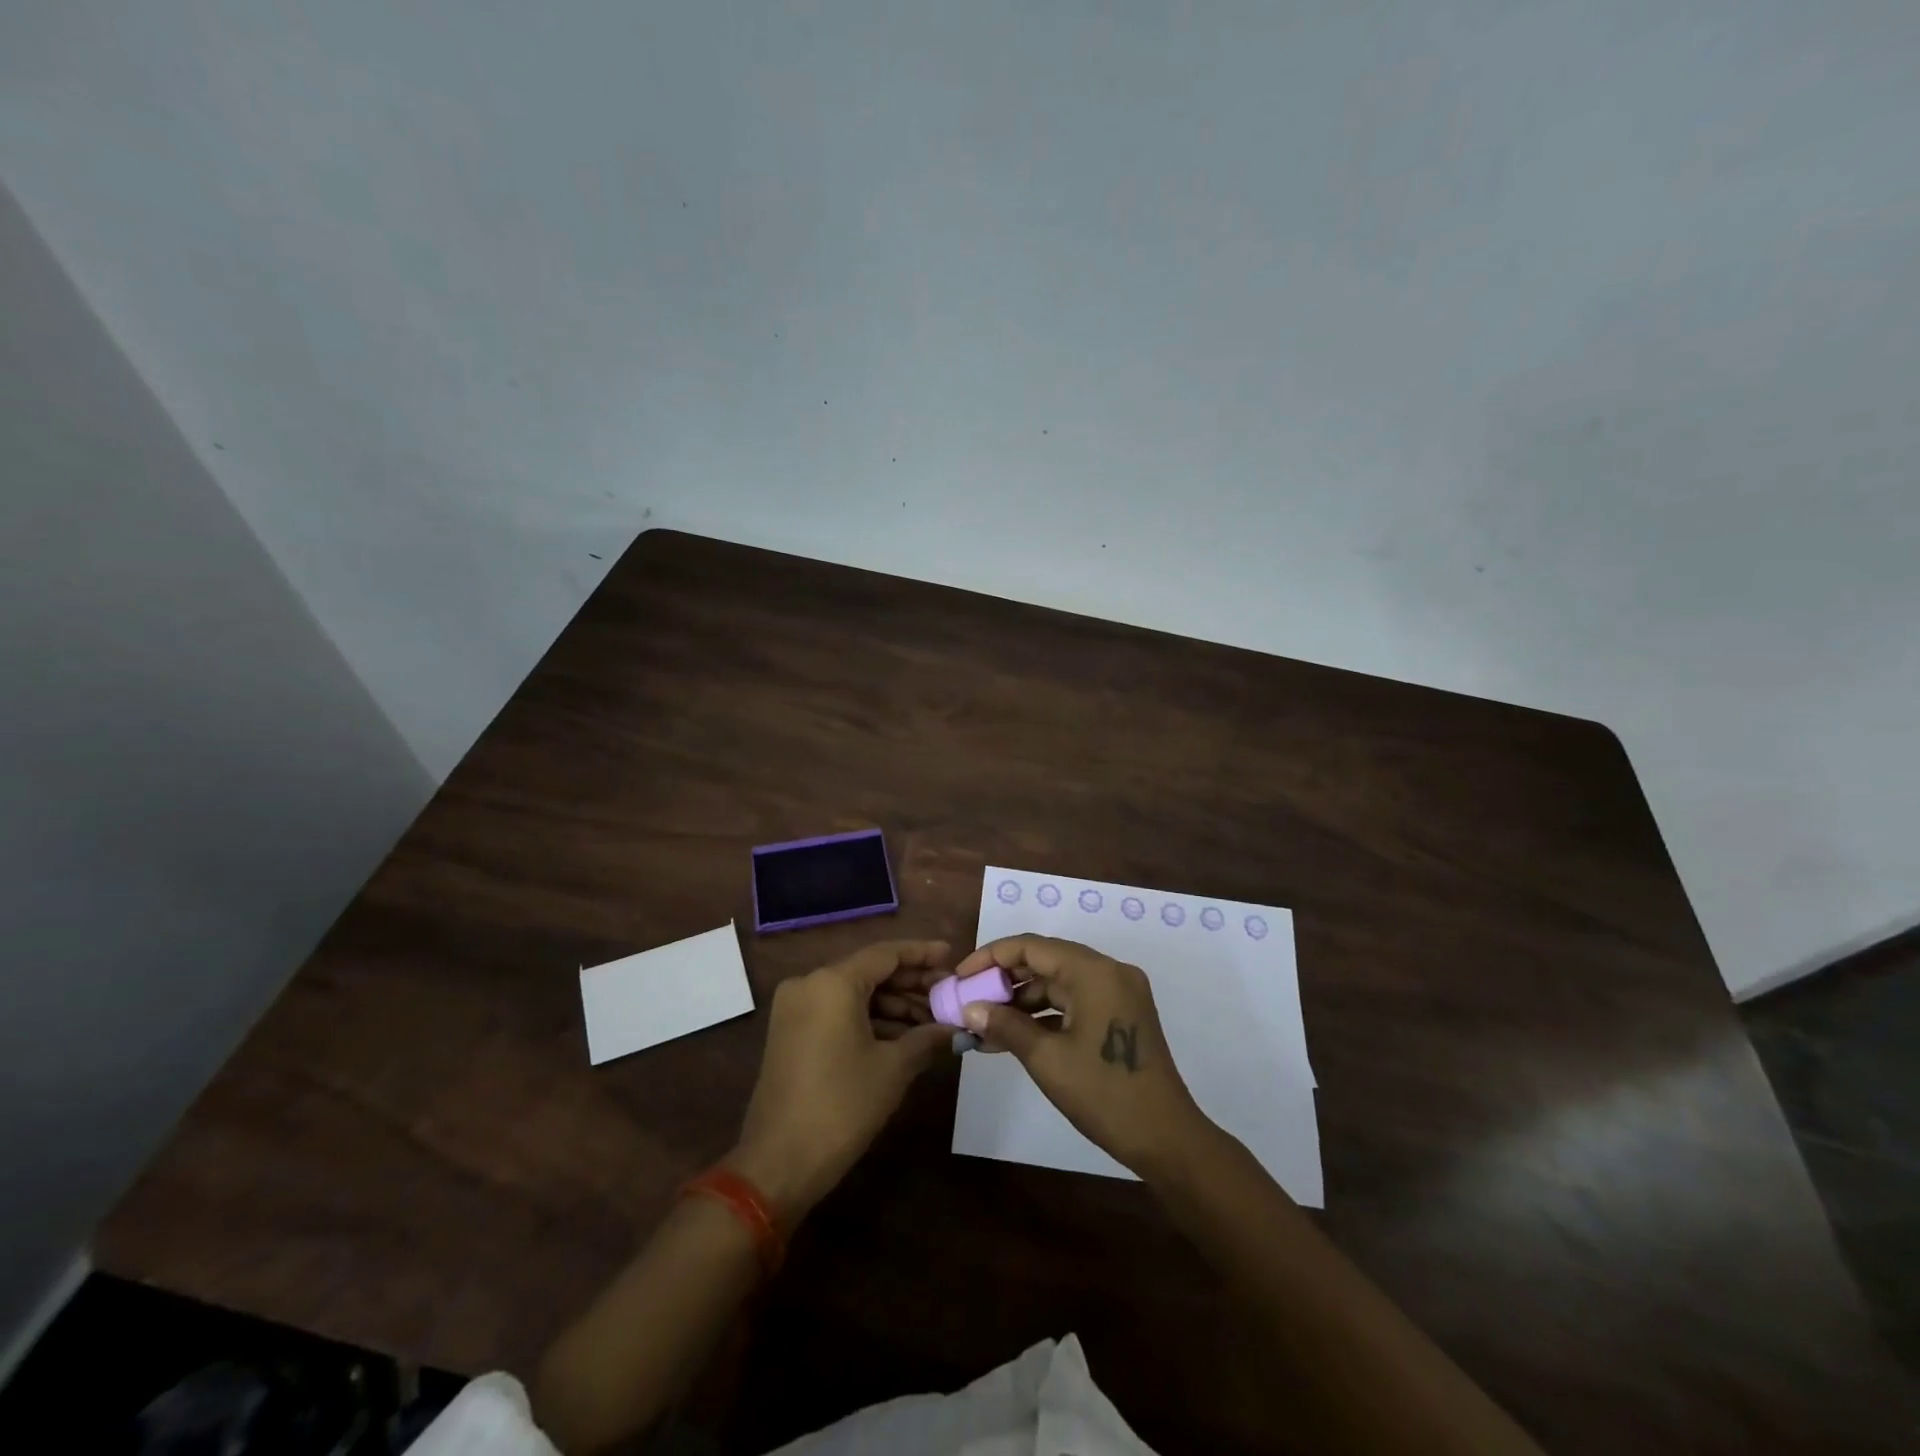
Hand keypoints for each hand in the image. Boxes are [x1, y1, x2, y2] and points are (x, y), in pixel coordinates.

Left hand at [726, 940, 954, 1223]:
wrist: (778, 1163)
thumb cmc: (841, 1106)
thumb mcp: (893, 1069)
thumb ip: (927, 1038)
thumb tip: (956, 1028)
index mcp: (832, 982)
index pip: (886, 954)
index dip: (923, 954)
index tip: (952, 957)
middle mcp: (810, 984)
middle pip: (870, 972)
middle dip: (911, 984)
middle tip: (948, 995)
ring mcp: (796, 1008)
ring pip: (855, 994)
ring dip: (893, 1005)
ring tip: (933, 1022)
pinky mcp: (791, 1032)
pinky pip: (838, 1012)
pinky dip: (870, 1020)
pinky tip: (903, 1037)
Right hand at [952, 935, 1209, 1176]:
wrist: (1166, 1139)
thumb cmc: (1104, 1094)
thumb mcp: (1047, 1059)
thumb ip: (1006, 1025)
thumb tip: (970, 1008)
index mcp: (1094, 972)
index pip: (1031, 947)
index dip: (991, 957)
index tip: (960, 977)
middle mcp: (1109, 972)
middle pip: (1046, 960)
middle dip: (1004, 979)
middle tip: (969, 1000)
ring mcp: (1118, 993)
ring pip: (1059, 983)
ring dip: (1022, 1000)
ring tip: (984, 1023)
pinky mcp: (1120, 1015)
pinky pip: (1074, 1001)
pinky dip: (1045, 1014)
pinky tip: (1014, 1035)